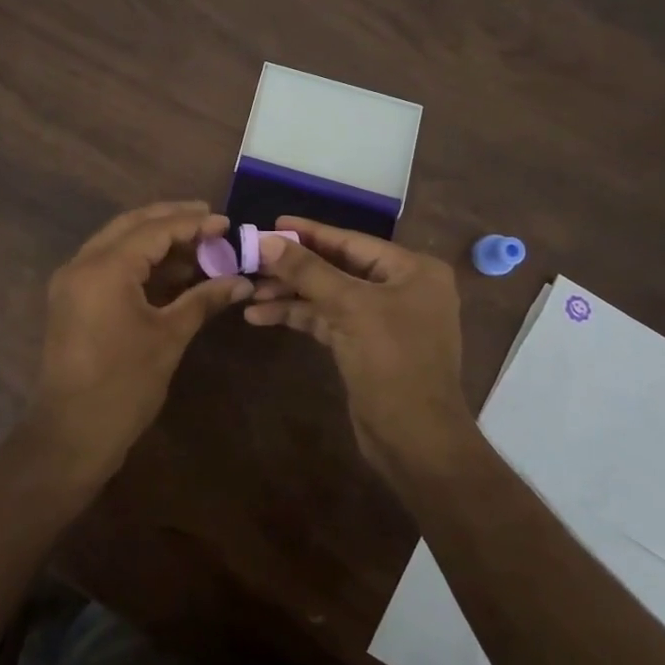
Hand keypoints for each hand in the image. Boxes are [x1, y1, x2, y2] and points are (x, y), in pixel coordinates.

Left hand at [33, 202, 252, 481]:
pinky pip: (109, 264)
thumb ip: (203, 299)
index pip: (154, 229)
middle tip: (210, 220)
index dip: (193, 223)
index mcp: (105, 268)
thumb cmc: (124, 385)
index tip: (226, 222)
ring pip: (118, 242)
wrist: (72, 434)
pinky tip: (172, 270)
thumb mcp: (169, 337)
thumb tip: (242, 281)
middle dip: (172, 219)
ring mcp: (72, 281)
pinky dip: (139, 261)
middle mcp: (82, 263)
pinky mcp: (72, 299)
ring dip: (156, 240)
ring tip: (198, 245)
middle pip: (131, 225)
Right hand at [246, 218, 472, 484]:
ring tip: (248, 291)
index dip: (310, 232)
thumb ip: (308, 271)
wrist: (416, 441)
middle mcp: (402, 288)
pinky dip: (299, 316)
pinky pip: (328, 319)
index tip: (272, 223)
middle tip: (251, 259)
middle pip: (338, 267)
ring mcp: (384, 318)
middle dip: (294, 267)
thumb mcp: (349, 308)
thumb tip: (267, 240)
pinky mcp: (366, 345)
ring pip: (329, 295)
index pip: (352, 241)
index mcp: (412, 270)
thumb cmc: (393, 363)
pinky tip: (261, 316)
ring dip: (290, 294)